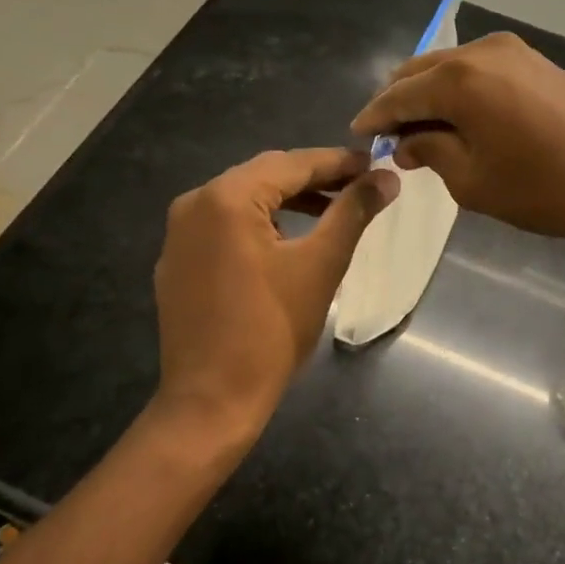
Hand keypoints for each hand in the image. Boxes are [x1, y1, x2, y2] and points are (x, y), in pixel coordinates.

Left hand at [152, 148, 396, 444]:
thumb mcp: (321, 265)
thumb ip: (353, 212)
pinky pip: (224, 225)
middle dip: (314, 178)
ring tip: (331, 211)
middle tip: (359, 184)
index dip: (337, 162)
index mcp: (226, 197)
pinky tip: (287, 240)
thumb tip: (387, 177)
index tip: (376, 165)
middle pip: (264, 175)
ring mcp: (179, 234)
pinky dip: (260, 223)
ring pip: (243, 199)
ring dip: (288, 200)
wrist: (211, 401)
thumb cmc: (272, 330)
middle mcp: (195, 203)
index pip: (292, 163)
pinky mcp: (177, 261)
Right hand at [350, 33, 564, 263]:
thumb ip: (430, 151)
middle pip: (421, 72)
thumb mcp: (472, 180)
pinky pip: (480, 71)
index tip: (359, 135)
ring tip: (425, 131)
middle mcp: (480, 51)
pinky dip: (461, 91)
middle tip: (392, 138)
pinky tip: (463, 118)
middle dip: (400, 103)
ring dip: (431, 95)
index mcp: (457, 79)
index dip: (374, 117)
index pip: (397, 95)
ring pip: (451, 68)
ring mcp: (513, 51)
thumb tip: (406, 142)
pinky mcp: (536, 60)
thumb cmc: (543, 187)